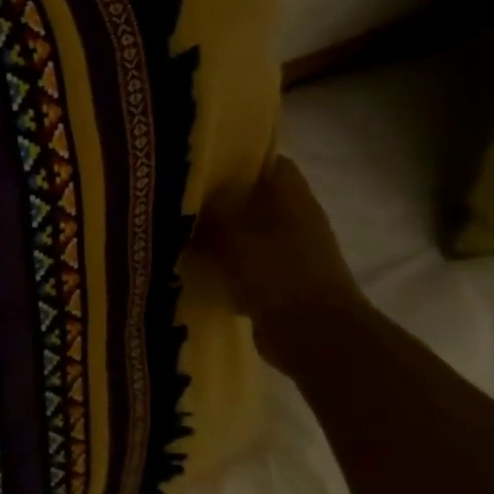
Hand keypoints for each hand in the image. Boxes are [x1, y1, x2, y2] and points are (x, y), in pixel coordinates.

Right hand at [197, 155, 365, 368]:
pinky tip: (194, 267)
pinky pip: (247, 265)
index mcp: (293, 200)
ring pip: (249, 234)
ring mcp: (291, 254)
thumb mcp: (235, 239)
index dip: (241, 158)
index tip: (204, 160)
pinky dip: (225, 265)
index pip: (271, 164)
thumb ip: (212, 216)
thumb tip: (190, 198)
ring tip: (179, 230)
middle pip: (257, 200)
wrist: (314, 335)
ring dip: (221, 234)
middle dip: (222, 198)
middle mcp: (296, 222)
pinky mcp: (280, 283)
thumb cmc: (278, 275)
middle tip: (180, 196)